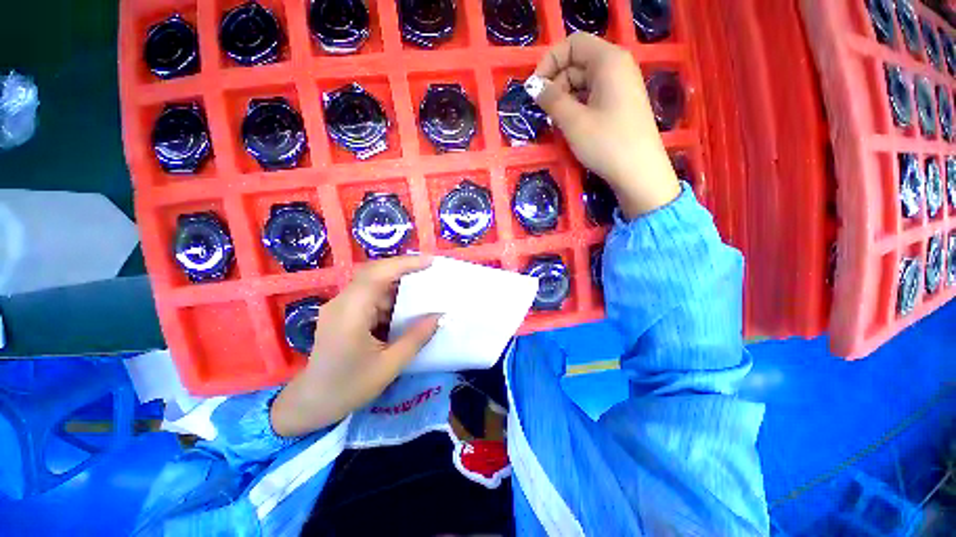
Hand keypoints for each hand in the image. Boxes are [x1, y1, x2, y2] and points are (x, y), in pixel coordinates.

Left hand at [270, 255, 440, 436]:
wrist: (311, 403)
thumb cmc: (349, 387)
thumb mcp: (389, 365)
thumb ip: (416, 337)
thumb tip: (440, 316)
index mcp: (350, 313)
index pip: (377, 275)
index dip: (404, 264)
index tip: (430, 261)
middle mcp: (342, 303)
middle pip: (374, 273)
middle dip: (403, 269)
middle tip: (429, 270)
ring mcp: (340, 306)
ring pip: (372, 284)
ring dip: (397, 285)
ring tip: (422, 289)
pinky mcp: (342, 313)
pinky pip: (368, 296)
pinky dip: (388, 297)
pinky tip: (403, 308)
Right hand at [532, 32, 679, 217]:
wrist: (639, 173)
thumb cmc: (606, 143)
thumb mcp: (573, 121)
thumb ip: (551, 99)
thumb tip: (534, 86)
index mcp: (608, 61)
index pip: (573, 44)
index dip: (550, 62)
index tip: (534, 88)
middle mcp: (617, 66)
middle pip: (578, 63)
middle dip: (556, 84)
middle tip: (545, 112)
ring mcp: (621, 86)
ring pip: (584, 82)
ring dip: (565, 98)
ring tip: (555, 123)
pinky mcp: (620, 104)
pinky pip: (593, 96)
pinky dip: (577, 107)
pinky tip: (570, 125)